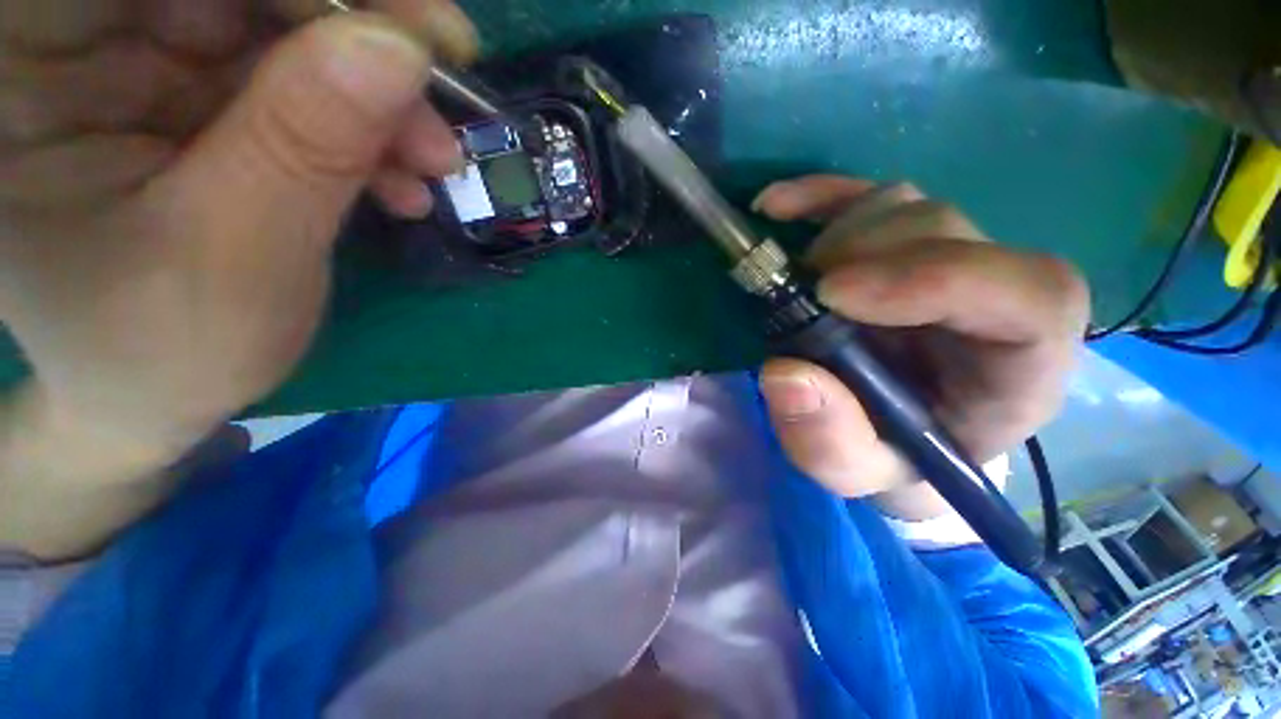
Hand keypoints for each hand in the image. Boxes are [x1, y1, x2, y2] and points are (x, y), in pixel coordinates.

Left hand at [0, 0, 475, 556]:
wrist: (152, 392)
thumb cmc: (162, 352)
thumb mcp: (235, 258)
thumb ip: (305, 145)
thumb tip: (400, 49)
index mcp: (21, 75)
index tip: (419, 26)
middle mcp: (64, 45)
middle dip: (354, 36)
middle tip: (440, 99)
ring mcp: (128, 59)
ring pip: (272, 26)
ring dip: (371, 92)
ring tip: (429, 163)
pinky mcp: (184, 88)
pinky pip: (288, 74)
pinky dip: (358, 121)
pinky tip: (398, 176)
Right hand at [754, 177, 1088, 520]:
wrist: (894, 435)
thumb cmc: (891, 458)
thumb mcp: (859, 473)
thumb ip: (829, 443)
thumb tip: (785, 374)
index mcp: (1020, 368)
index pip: (1032, 296)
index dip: (934, 278)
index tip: (834, 297)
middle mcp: (995, 298)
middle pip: (948, 232)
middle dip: (861, 257)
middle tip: (800, 294)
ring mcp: (946, 258)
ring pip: (905, 206)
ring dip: (835, 236)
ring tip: (792, 280)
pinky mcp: (897, 243)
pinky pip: (866, 196)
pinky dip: (817, 195)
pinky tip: (776, 207)